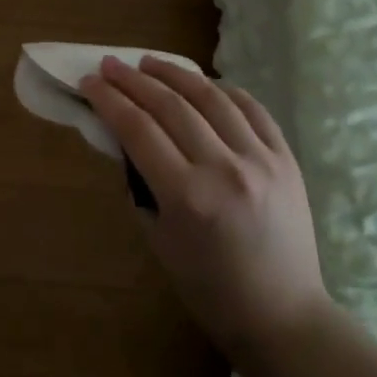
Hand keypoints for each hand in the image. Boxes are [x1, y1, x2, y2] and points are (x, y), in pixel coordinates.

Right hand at [82, 57, 330, 361]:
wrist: (281, 314)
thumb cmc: (208, 287)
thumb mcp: (159, 239)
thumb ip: (142, 184)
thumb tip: (127, 140)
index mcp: (187, 197)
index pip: (138, 129)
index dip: (109, 100)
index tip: (89, 82)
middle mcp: (224, 169)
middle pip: (171, 106)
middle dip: (133, 81)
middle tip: (110, 65)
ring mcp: (261, 160)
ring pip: (212, 98)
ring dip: (176, 74)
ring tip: (150, 63)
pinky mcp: (286, 159)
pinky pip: (252, 110)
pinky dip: (223, 90)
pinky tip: (202, 83)